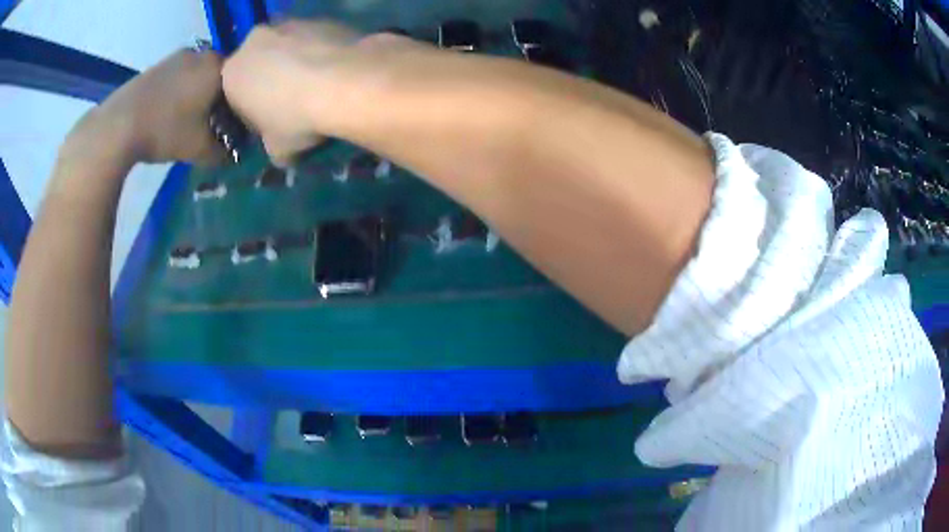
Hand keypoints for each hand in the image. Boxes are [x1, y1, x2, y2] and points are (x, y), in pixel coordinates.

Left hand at [63, 49, 224, 165]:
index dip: (239, 107)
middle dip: (218, 100)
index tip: (233, 128)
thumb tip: (232, 157)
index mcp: (218, 67)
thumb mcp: (198, 149)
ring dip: (197, 96)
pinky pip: (178, 78)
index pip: (241, 83)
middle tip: (211, 126)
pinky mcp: (158, 66)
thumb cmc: (165, 130)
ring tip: (188, 122)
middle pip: (219, 77)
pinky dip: (179, 94)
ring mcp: (177, 57)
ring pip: (197, 76)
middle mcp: (201, 54)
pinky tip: (169, 115)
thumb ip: (221, 153)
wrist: (118, 125)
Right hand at [222, 21, 423, 165]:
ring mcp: (288, 24)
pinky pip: (315, 40)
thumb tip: (282, 154)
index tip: (272, 125)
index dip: (253, 113)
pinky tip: (337, 72)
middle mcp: (254, 41)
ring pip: (287, 49)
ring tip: (321, 87)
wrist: (345, 81)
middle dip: (273, 82)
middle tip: (296, 104)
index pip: (236, 96)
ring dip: (297, 64)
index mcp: (232, 74)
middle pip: (260, 66)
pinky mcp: (321, 18)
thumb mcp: (277, 150)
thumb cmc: (296, 118)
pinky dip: (321, 53)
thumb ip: (272, 149)